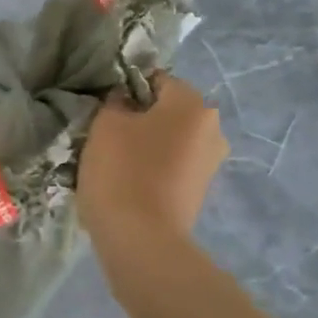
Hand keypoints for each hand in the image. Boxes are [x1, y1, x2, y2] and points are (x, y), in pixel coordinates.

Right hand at [78, 73, 227, 243]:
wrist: (141, 238)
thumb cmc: (122, 169)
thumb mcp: (106, 123)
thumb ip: (116, 101)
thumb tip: (126, 101)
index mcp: (193, 104)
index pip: (157, 79)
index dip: (128, 89)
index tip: (106, 108)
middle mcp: (212, 128)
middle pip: (168, 110)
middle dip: (141, 117)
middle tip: (108, 134)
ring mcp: (211, 161)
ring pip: (171, 138)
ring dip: (148, 143)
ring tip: (117, 161)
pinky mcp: (201, 189)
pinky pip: (174, 164)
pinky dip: (154, 166)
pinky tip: (131, 181)